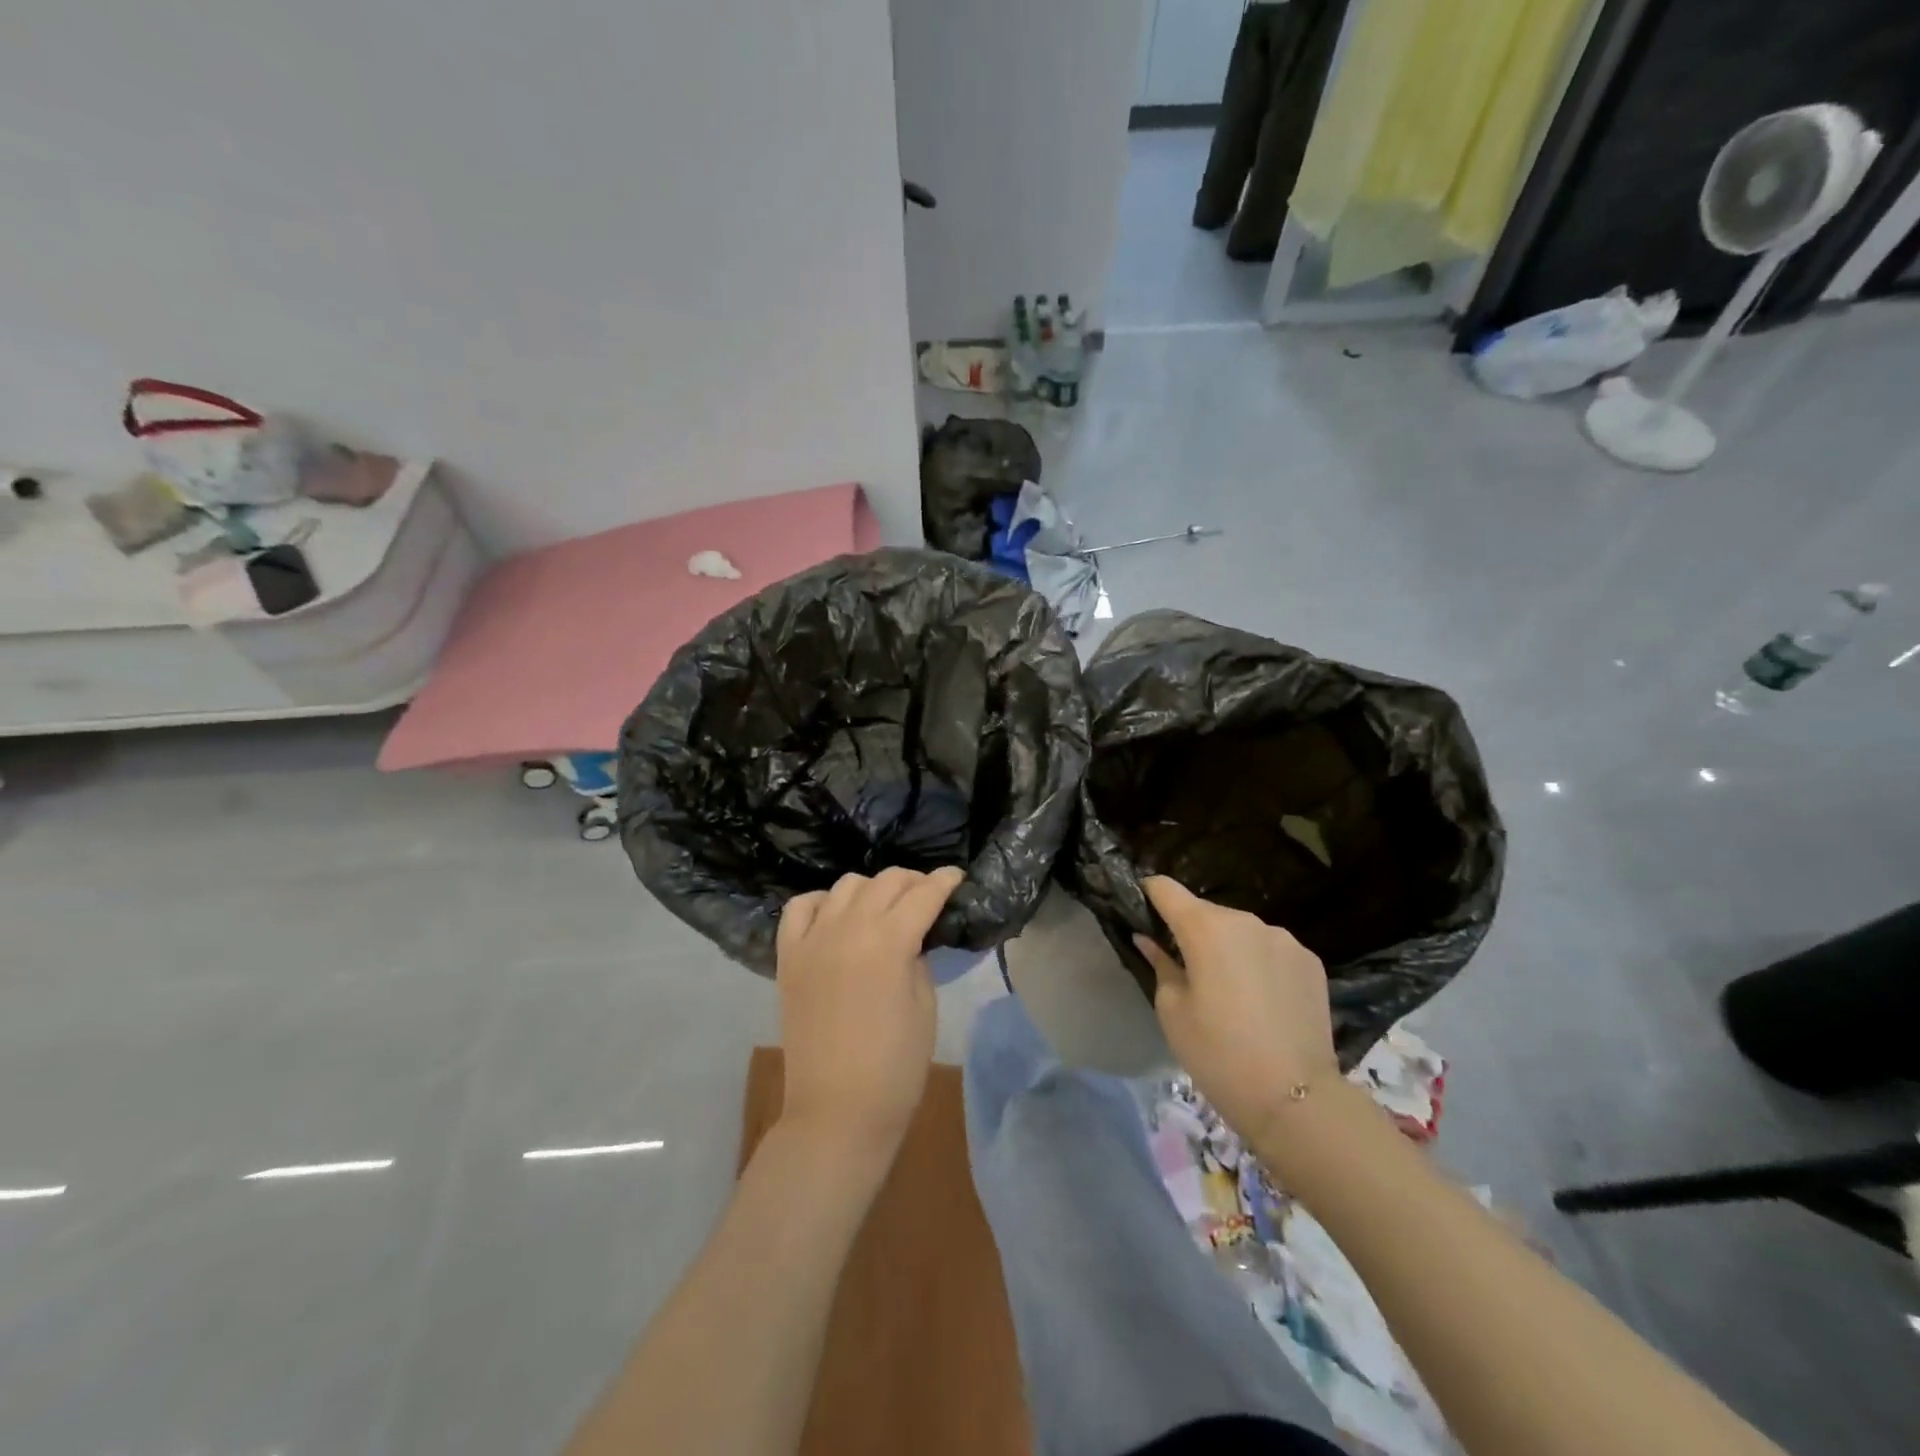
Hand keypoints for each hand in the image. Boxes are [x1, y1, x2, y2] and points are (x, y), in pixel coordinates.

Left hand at [775, 867, 965, 1154]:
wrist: (836, 1112)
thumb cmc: (895, 1067)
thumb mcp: (924, 1006)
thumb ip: (917, 958)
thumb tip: (912, 935)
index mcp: (889, 942)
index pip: (923, 894)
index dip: (945, 881)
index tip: (957, 877)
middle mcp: (848, 928)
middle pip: (885, 881)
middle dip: (913, 881)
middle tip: (928, 895)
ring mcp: (813, 940)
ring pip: (845, 885)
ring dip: (871, 888)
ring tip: (884, 907)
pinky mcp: (788, 957)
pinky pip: (800, 908)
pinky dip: (822, 902)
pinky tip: (837, 916)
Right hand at [1135, 876, 1337, 1141]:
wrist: (1295, 1098)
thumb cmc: (1218, 1054)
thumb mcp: (1172, 1011)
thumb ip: (1160, 964)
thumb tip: (1149, 940)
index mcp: (1205, 928)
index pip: (1165, 888)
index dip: (1149, 894)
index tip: (1143, 913)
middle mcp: (1246, 921)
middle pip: (1206, 912)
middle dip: (1192, 932)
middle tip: (1188, 971)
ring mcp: (1283, 938)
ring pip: (1241, 931)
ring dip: (1229, 948)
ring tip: (1231, 991)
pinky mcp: (1310, 961)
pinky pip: (1271, 950)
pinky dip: (1260, 964)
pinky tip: (1263, 1001)